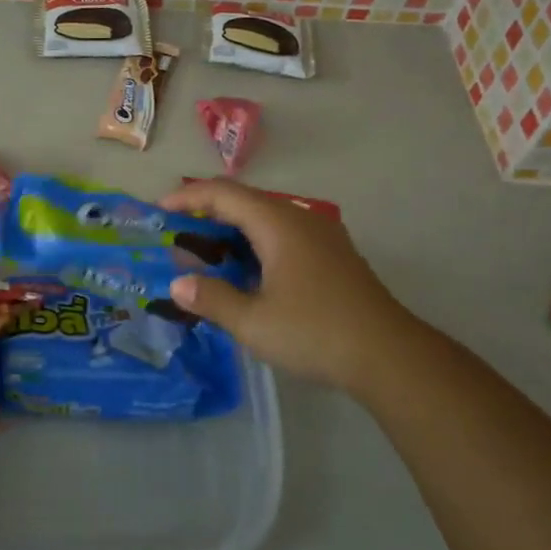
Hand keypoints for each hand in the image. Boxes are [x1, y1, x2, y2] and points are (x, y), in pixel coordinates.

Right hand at [160, 178, 419, 392]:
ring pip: (266, 218)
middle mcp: (300, 219)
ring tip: (206, 253)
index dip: (188, 196)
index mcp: (278, 224)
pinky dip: (255, 243)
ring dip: (232, 229)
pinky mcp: (334, 256)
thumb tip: (179, 285)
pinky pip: (284, 234)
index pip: (224, 193)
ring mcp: (322, 236)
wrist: (390, 356)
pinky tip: (247, 271)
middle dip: (207, 212)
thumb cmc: (315, 332)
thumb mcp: (254, 322)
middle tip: (177, 234)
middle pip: (245, 201)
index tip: (160, 210)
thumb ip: (212, 299)